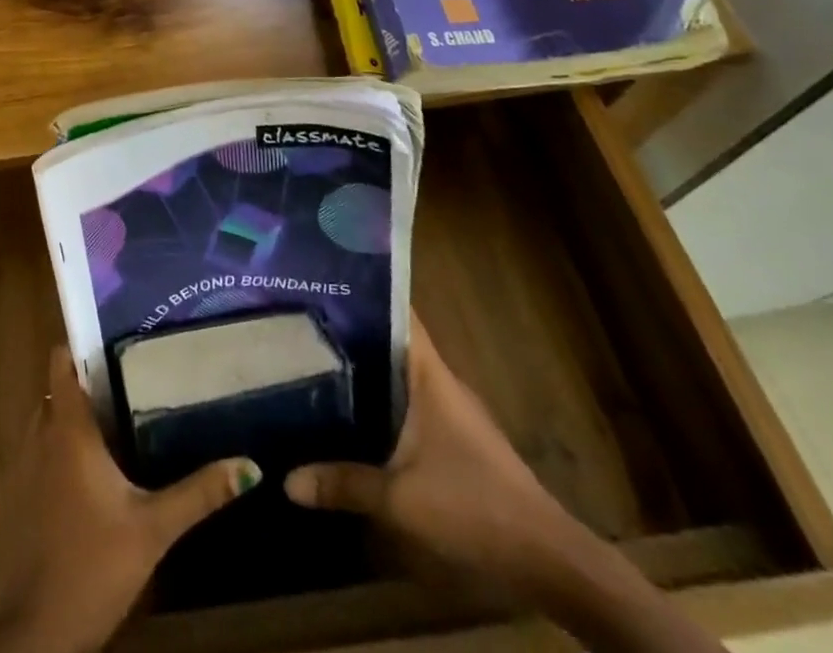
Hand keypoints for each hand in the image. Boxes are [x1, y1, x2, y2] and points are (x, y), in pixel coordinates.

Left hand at [0, 347, 261, 652]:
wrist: (38, 634)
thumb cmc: (94, 566)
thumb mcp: (154, 528)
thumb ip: (199, 493)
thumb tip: (250, 465)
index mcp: (68, 430)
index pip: (61, 363)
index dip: (79, 344)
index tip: (110, 335)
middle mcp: (40, 435)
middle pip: (56, 389)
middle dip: (85, 381)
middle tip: (127, 375)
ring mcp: (23, 467)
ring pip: (45, 420)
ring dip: (71, 415)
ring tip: (115, 412)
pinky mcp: (18, 498)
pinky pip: (38, 451)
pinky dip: (58, 446)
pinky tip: (91, 466)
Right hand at [284, 312, 583, 597]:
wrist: (545, 557)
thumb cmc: (473, 506)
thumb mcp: (400, 499)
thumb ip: (343, 484)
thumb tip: (287, 480)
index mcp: (429, 374)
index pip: (398, 312)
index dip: (365, 290)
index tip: (324, 276)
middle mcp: (439, 380)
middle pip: (391, 340)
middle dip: (351, 328)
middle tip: (300, 318)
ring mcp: (449, 409)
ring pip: (398, 372)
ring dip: (364, 365)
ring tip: (313, 355)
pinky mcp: (452, 436)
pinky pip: (407, 400)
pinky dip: (379, 396)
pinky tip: (350, 407)